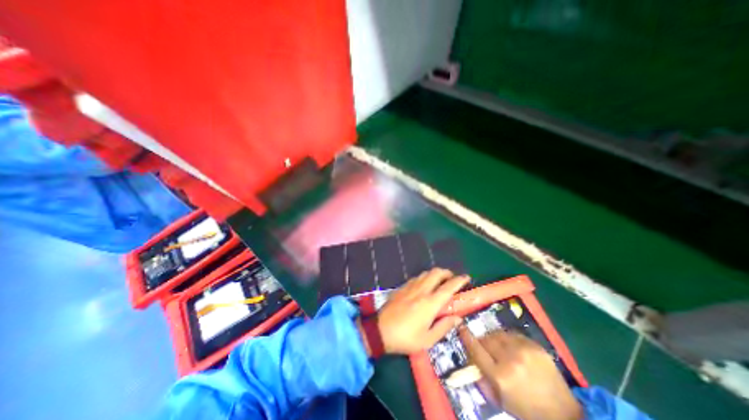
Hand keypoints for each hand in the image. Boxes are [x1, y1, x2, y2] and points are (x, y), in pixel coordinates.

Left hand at [382, 269, 465, 354]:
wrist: (380, 330)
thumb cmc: (406, 337)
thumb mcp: (428, 339)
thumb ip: (444, 326)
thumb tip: (458, 318)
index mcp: (430, 303)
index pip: (448, 287)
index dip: (459, 280)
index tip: (466, 277)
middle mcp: (421, 290)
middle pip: (436, 272)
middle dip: (447, 272)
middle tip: (452, 280)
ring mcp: (410, 286)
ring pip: (425, 273)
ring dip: (435, 274)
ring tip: (439, 282)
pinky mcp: (402, 287)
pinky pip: (416, 277)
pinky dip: (424, 277)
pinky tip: (423, 286)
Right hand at [457, 329, 583, 418]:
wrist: (563, 413)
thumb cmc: (527, 409)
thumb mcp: (500, 399)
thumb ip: (482, 378)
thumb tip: (470, 358)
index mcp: (500, 376)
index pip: (476, 349)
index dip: (466, 337)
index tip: (460, 327)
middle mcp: (510, 359)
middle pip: (486, 339)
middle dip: (482, 342)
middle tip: (485, 348)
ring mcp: (523, 350)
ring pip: (498, 334)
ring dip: (494, 339)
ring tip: (499, 348)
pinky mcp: (534, 345)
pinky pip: (512, 334)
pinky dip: (508, 339)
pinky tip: (513, 348)